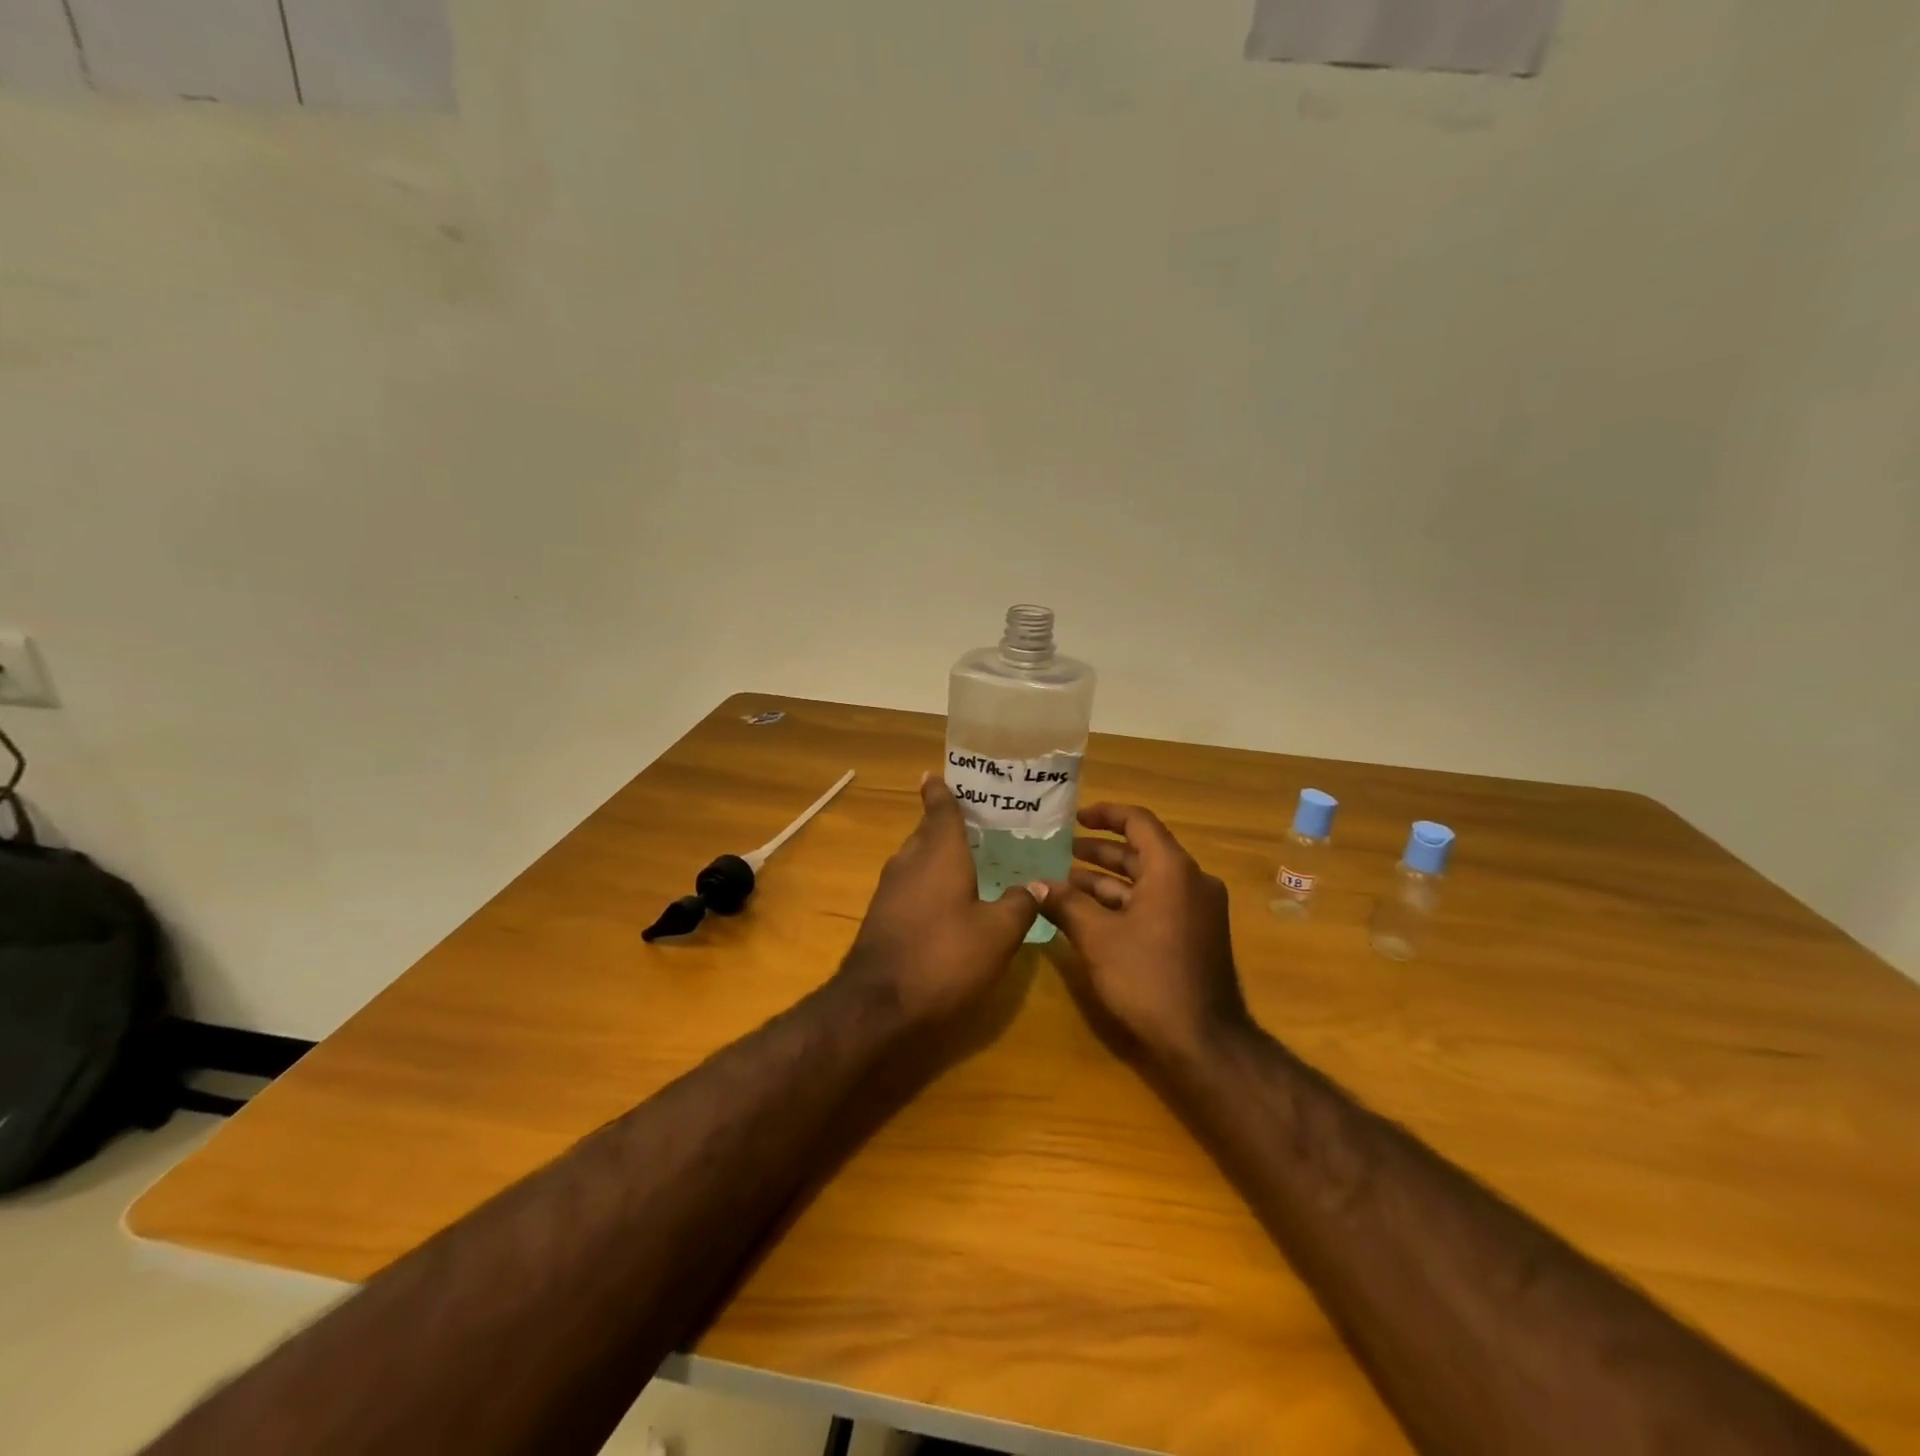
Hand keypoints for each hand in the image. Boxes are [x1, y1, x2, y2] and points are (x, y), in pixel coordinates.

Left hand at [838, 774, 1039, 1027]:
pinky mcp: (882, 915)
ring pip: (917, 858)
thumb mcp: (997, 934)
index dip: (940, 791)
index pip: (940, 808)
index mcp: (939, 852)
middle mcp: (910, 861)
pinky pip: (910, 883)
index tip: (937, 773)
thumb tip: (1038, 884)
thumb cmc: (944, 956)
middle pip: (927, 832)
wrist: (878, 1004)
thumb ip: (1019, 904)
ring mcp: (890, 889)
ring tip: (968, 857)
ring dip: (938, 854)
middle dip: (946, 823)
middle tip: (977, 821)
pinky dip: (929, 880)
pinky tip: (949, 898)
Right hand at [1032, 803, 1251, 1066]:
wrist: (1203, 1040)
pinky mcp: (1197, 935)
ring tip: (1067, 885)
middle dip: (1099, 852)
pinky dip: (1126, 903)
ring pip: (1148, 881)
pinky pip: (1158, 903)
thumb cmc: (1148, 977)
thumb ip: (1065, 904)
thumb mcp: (1097, 938)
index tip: (1075, 818)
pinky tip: (1092, 916)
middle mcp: (1191, 881)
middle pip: (1141, 852)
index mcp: (1172, 869)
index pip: (1138, 822)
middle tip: (1061, 853)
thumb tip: (1035, 886)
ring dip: (1108, 881)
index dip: (1105, 814)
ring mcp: (1198, 909)